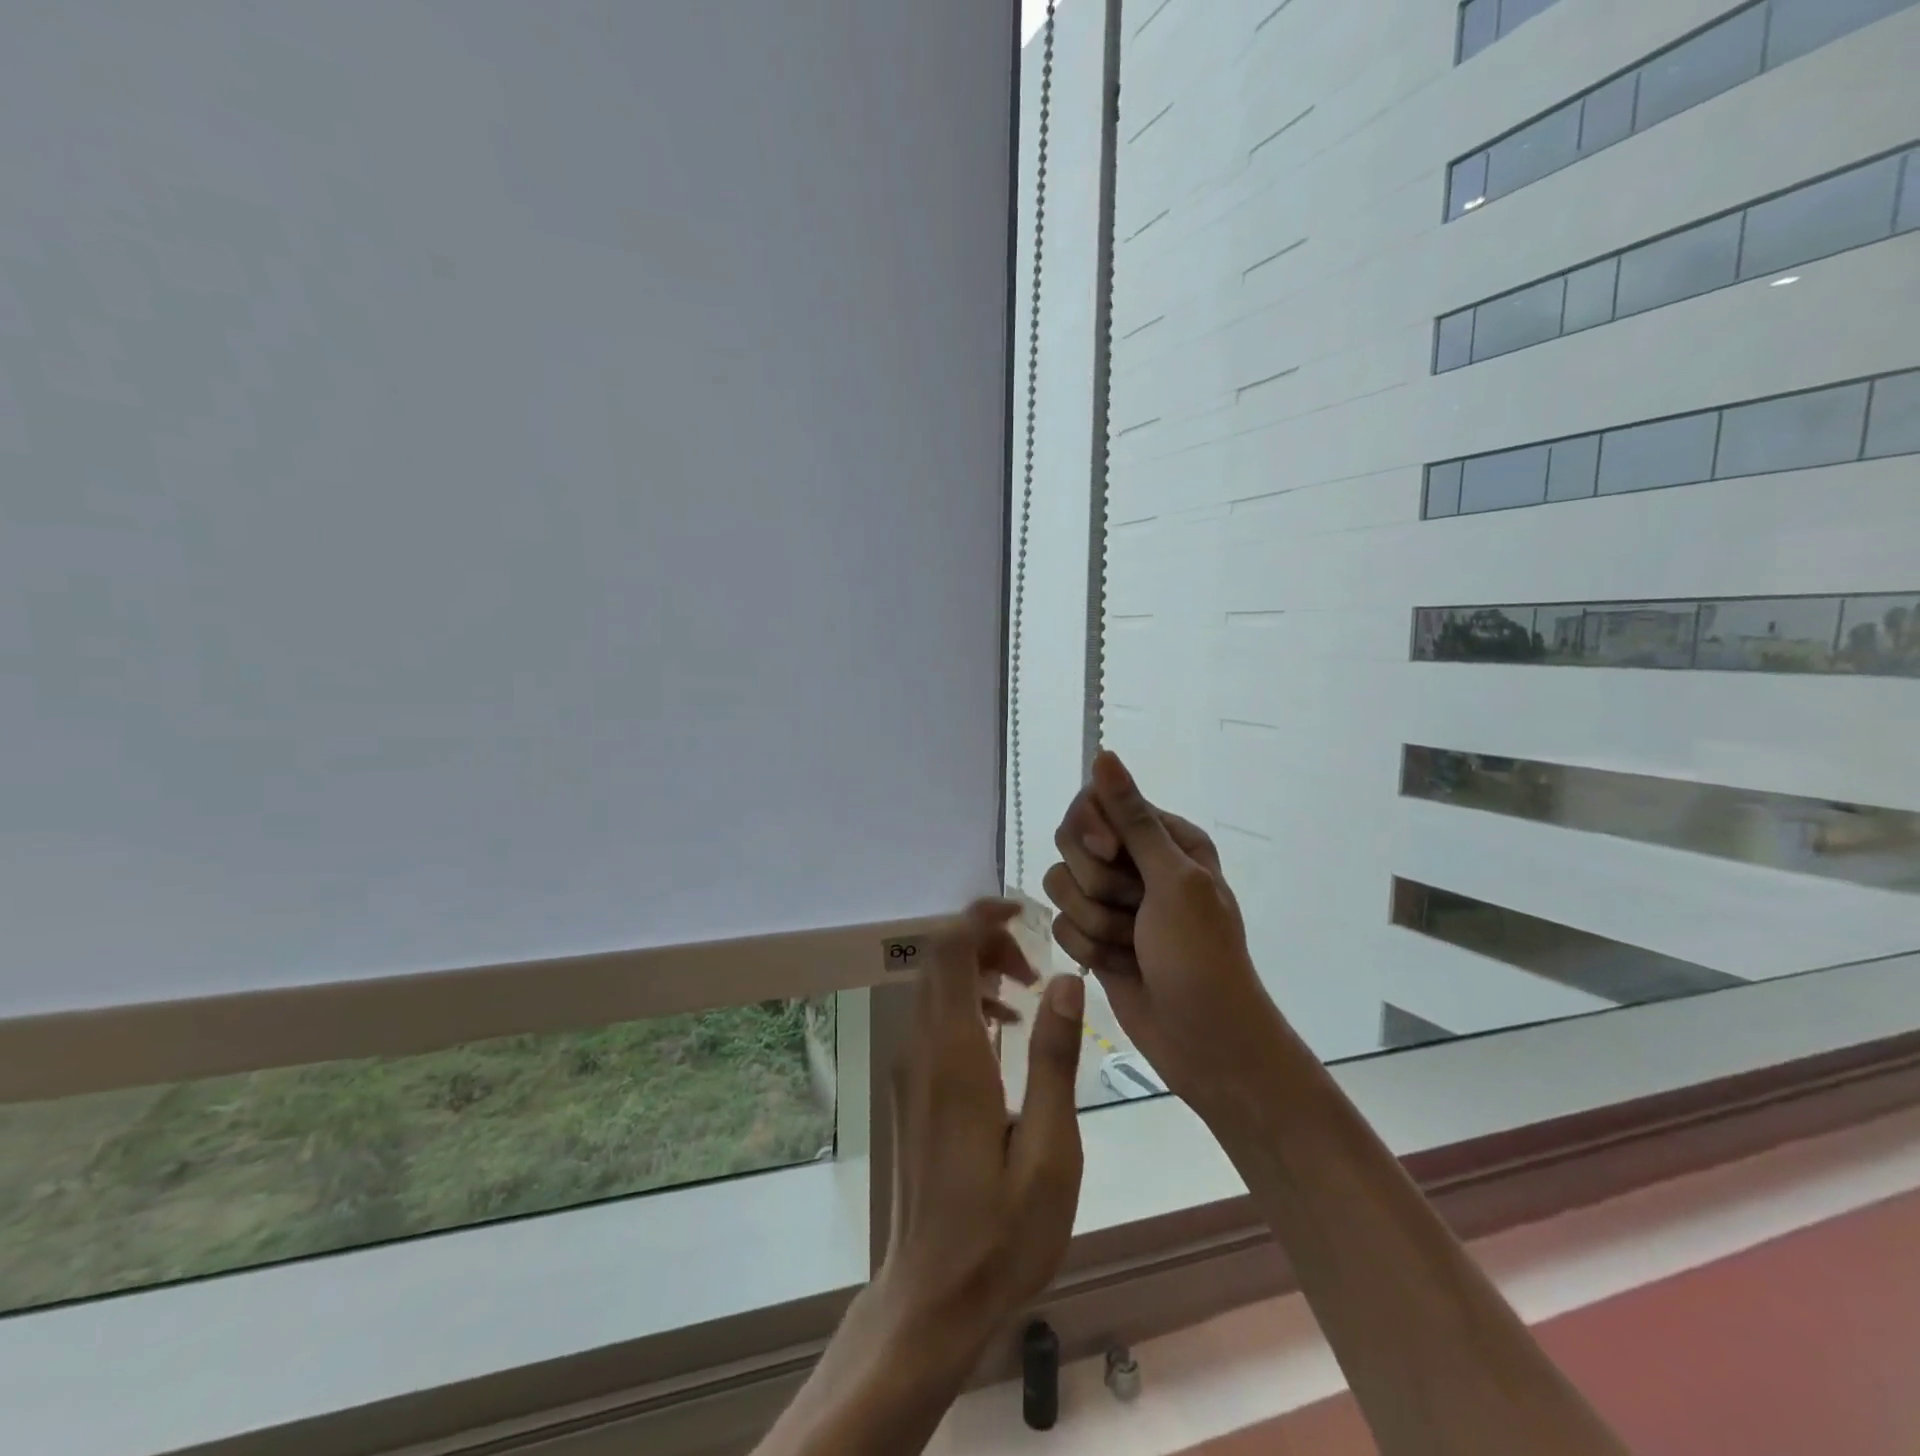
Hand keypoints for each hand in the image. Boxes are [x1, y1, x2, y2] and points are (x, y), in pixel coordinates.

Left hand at [873, 898, 1085, 1344]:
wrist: (930, 1298)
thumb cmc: (1000, 1233)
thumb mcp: (1050, 1151)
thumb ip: (1054, 1058)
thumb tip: (1064, 979)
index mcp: (953, 1057)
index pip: (949, 952)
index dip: (980, 917)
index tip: (1022, 912)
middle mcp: (921, 1049)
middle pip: (939, 960)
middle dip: (987, 943)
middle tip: (1035, 968)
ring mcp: (909, 1068)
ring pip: (935, 986)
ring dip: (978, 972)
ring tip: (1028, 996)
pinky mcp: (910, 1087)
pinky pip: (933, 1018)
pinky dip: (967, 1002)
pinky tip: (1003, 1034)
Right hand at [1043, 751, 1279, 1108]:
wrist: (1205, 1041)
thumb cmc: (1200, 955)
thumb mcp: (1172, 880)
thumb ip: (1132, 818)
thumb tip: (1104, 754)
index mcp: (1164, 837)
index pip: (1098, 802)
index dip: (1092, 827)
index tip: (1107, 852)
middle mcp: (1135, 862)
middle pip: (1072, 842)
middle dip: (1096, 884)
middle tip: (1134, 909)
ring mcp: (1113, 900)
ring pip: (1061, 886)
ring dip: (1093, 921)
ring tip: (1131, 946)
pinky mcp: (1094, 936)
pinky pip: (1061, 924)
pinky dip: (1088, 948)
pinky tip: (1119, 966)